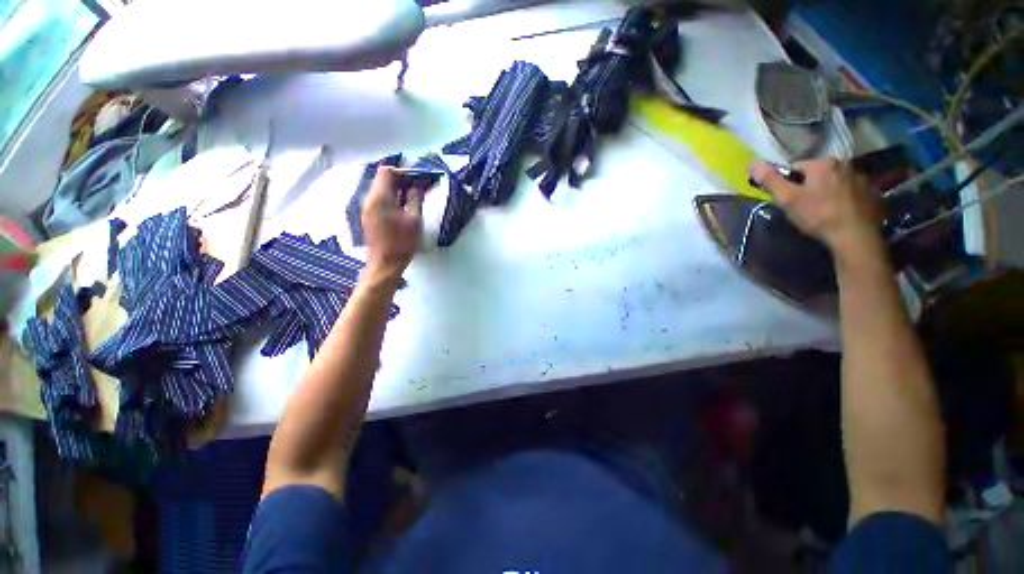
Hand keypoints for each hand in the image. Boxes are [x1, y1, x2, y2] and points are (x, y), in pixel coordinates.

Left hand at [361, 167, 423, 280]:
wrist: (385, 265)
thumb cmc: (402, 243)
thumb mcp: (414, 219)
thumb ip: (415, 198)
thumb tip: (418, 185)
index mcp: (380, 197)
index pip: (388, 171)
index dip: (404, 172)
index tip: (420, 179)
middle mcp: (370, 199)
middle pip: (384, 179)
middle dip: (403, 180)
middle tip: (421, 187)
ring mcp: (368, 208)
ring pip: (383, 190)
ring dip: (399, 190)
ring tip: (416, 197)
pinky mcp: (370, 217)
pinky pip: (381, 200)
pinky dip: (394, 199)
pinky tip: (406, 208)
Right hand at [750, 158, 883, 257]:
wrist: (855, 236)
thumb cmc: (818, 215)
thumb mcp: (787, 199)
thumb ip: (770, 180)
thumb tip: (752, 163)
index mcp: (822, 163)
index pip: (795, 167)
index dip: (787, 183)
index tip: (787, 199)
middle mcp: (844, 164)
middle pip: (817, 173)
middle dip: (808, 186)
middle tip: (803, 207)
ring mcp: (861, 178)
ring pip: (834, 182)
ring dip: (826, 192)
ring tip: (822, 211)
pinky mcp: (872, 192)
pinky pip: (850, 191)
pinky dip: (843, 199)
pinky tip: (839, 213)